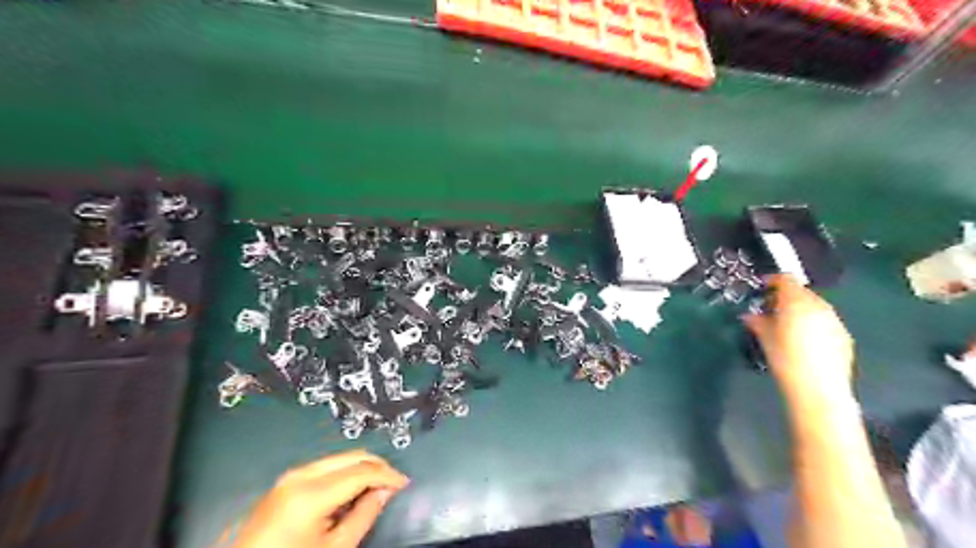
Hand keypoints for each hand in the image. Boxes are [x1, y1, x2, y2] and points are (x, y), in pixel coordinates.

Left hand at [231, 449, 409, 547]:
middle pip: (351, 456)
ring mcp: (290, 476)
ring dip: (361, 468)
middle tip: (393, 482)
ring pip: (339, 458)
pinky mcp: (285, 482)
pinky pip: (325, 467)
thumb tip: (384, 492)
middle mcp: (300, 475)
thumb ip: (364, 515)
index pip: (362, 471)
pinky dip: (344, 473)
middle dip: (377, 466)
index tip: (403, 482)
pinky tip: (352, 490)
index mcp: (311, 493)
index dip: (387, 474)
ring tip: (375, 487)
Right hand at [748, 277, 856, 399]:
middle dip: (785, 297)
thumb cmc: (785, 359)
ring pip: (814, 306)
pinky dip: (812, 324)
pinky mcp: (844, 335)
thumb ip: (757, 322)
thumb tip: (750, 315)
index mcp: (797, 302)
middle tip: (769, 309)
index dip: (772, 280)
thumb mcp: (764, 338)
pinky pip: (824, 321)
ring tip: (786, 326)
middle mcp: (818, 306)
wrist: (818, 389)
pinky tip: (803, 341)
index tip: (761, 288)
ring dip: (799, 310)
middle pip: (801, 291)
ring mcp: (834, 320)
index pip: (786, 279)